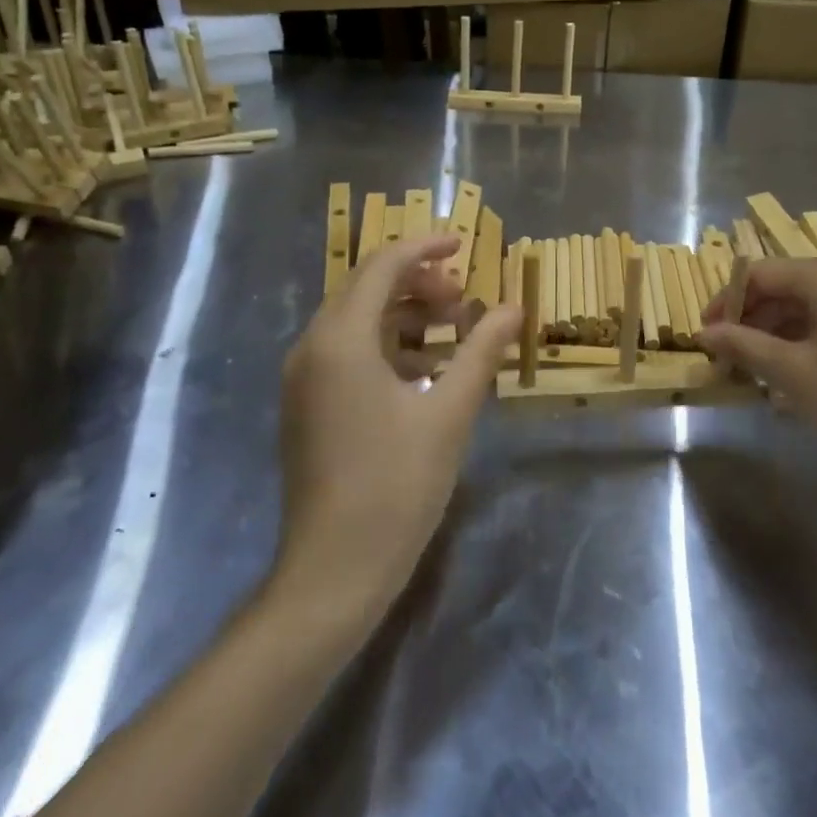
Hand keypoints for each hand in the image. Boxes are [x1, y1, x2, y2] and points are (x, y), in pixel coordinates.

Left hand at [274, 235, 520, 619]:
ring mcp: (304, 379)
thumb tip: (512, 307)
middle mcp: (312, 347)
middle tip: (463, 299)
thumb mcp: (449, 412)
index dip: (425, 248)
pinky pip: (347, 354)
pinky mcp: (307, 406)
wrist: (333, 571)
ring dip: (405, 316)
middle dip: (418, 284)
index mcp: (341, 339)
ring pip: (357, 322)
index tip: (464, 245)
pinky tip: (426, 371)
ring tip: (453, 332)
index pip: (382, 266)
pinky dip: (388, 347)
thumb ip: (481, 351)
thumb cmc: (396, 485)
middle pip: (366, 289)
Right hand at [700, 256, 816, 494]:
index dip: (725, 303)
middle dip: (753, 321)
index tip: (705, 338)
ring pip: (814, 306)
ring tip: (759, 374)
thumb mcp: (793, 375)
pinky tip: (800, 378)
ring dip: (780, 334)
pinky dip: (812, 342)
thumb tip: (705, 334)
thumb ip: (744, 346)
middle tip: (729, 360)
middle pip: (788, 287)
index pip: (759, 274)